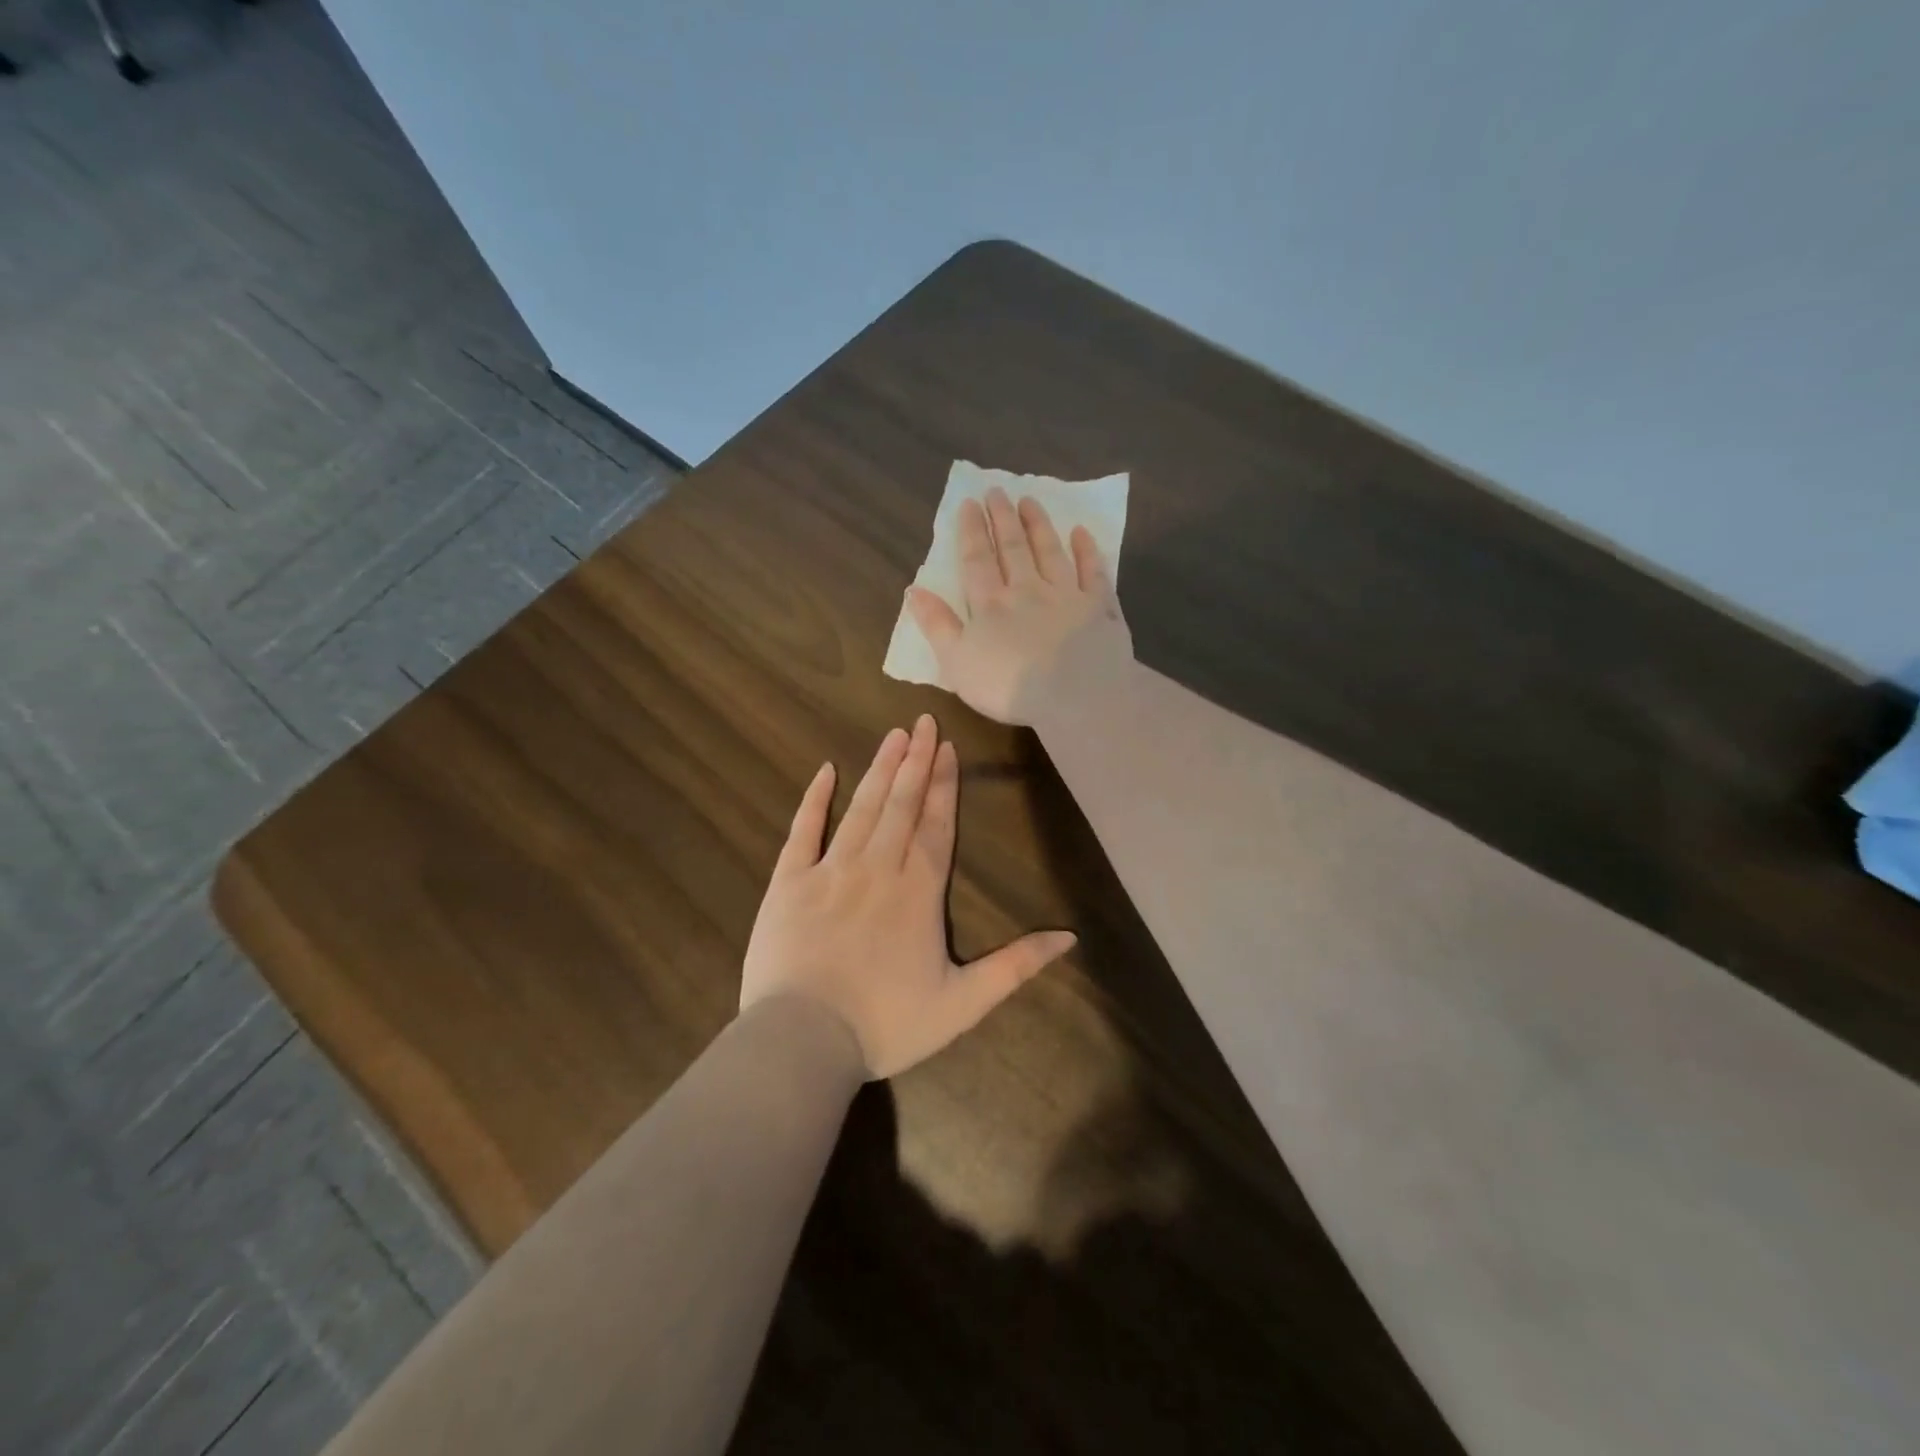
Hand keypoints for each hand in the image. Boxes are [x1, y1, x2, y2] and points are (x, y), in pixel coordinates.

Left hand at [740, 714, 1075, 1078]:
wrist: (803, 1040)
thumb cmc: (886, 1023)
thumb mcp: (963, 1003)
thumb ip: (1015, 966)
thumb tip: (1069, 938)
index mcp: (918, 892)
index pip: (937, 826)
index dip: (945, 785)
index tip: (948, 747)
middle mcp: (878, 868)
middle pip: (902, 804)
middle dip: (916, 760)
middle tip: (923, 721)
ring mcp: (830, 870)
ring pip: (861, 808)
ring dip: (880, 769)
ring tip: (893, 735)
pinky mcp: (789, 882)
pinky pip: (803, 831)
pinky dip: (815, 799)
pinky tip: (825, 770)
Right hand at [906, 487, 1133, 726]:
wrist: (1074, 696)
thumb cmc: (1008, 686)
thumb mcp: (957, 662)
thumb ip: (937, 625)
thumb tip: (913, 589)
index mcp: (991, 604)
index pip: (977, 560)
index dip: (972, 531)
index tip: (970, 503)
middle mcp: (1028, 590)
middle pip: (1013, 548)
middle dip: (1003, 518)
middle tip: (997, 491)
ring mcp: (1067, 595)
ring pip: (1050, 552)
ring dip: (1039, 525)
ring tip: (1030, 501)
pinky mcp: (1099, 608)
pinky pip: (1093, 572)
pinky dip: (1088, 551)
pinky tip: (1082, 534)